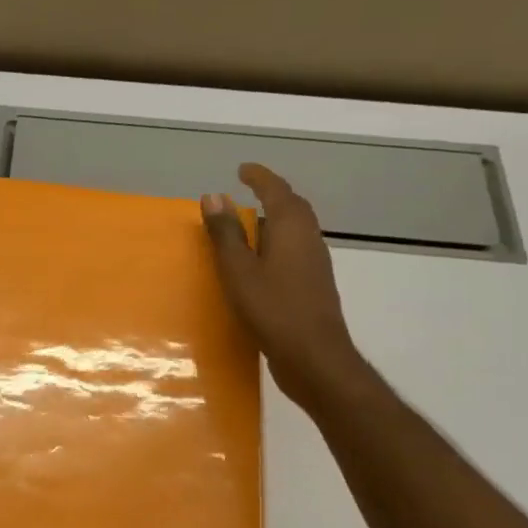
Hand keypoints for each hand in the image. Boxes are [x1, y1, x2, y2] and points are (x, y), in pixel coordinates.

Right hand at [201, 163, 359, 398]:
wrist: (314, 357)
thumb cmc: (273, 310)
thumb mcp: (239, 270)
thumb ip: (225, 233)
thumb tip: (213, 195)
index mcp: (291, 228)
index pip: (276, 190)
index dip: (259, 177)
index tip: (242, 169)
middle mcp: (308, 239)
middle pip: (292, 207)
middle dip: (271, 195)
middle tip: (247, 193)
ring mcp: (315, 263)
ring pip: (295, 230)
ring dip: (273, 221)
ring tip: (247, 225)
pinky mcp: (313, 285)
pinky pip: (294, 250)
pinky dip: (276, 244)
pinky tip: (260, 262)